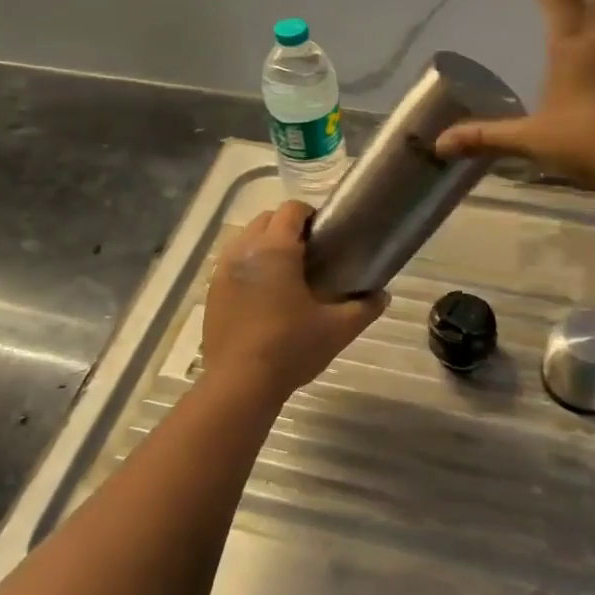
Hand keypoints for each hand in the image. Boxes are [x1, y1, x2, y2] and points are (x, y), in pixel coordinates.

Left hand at [202, 201, 387, 400]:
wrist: (239, 384)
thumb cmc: (290, 348)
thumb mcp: (337, 329)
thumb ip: (364, 308)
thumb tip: (382, 295)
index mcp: (275, 249)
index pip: (291, 210)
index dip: (310, 215)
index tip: (325, 235)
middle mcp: (245, 250)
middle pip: (266, 219)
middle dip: (287, 227)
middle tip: (309, 254)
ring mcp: (223, 270)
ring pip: (245, 239)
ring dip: (265, 245)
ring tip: (285, 273)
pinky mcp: (212, 291)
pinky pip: (232, 264)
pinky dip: (248, 266)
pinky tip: (263, 295)